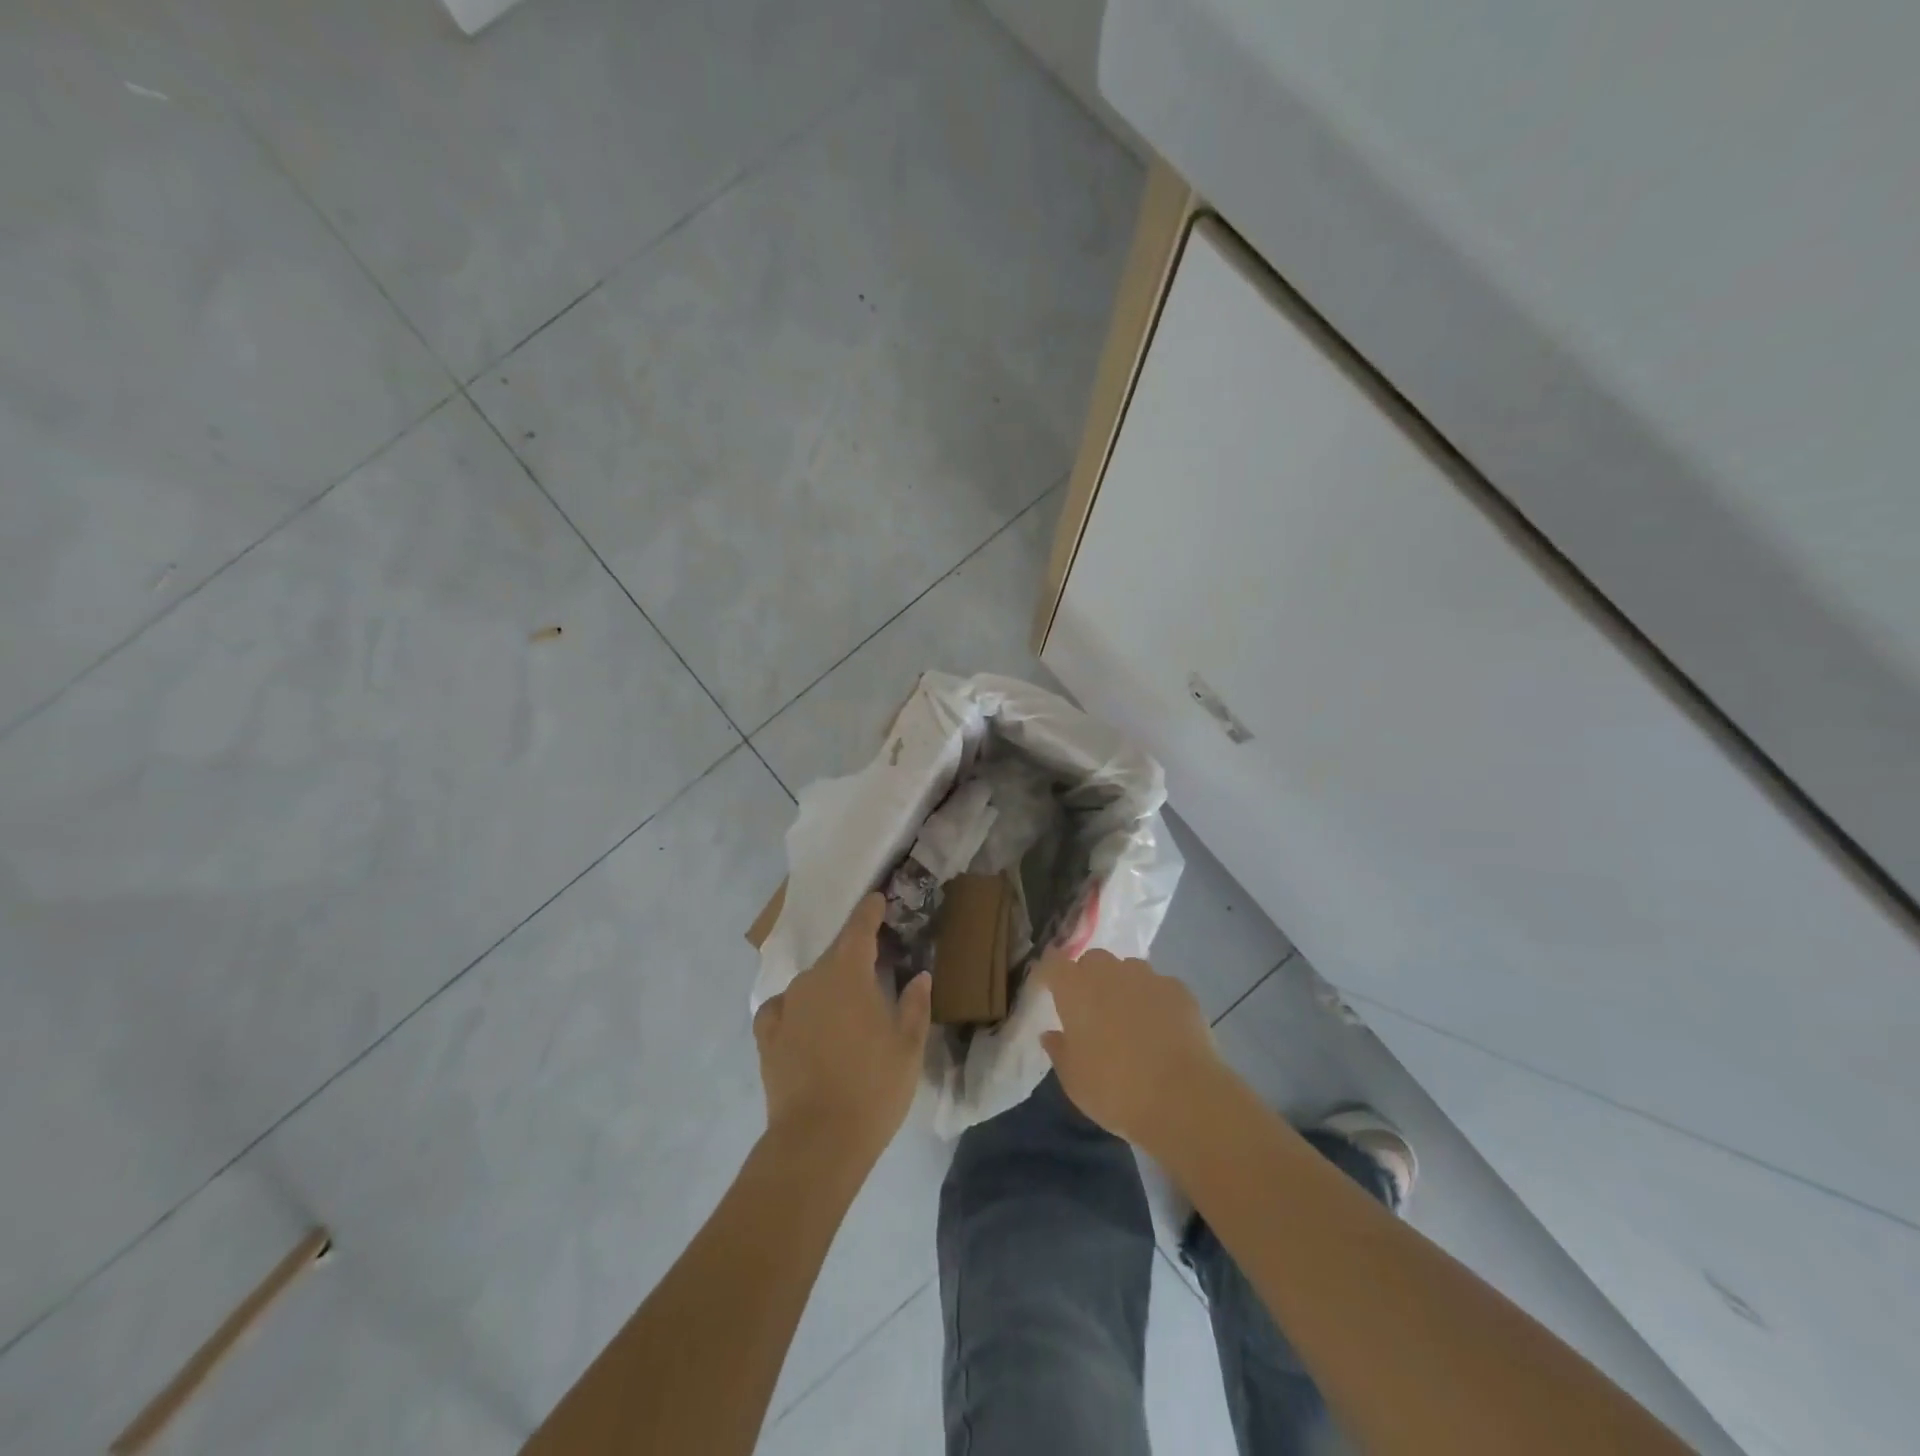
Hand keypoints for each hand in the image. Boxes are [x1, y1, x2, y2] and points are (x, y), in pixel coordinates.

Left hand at [753, 894, 931, 1160]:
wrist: (818, 1141)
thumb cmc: (873, 1087)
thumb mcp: (908, 1046)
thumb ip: (915, 1004)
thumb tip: (919, 976)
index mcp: (848, 973)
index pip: (860, 928)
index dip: (870, 911)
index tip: (877, 899)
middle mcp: (812, 979)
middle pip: (836, 956)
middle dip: (854, 958)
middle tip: (875, 971)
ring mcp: (785, 1006)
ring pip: (811, 984)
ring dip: (828, 988)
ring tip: (846, 1011)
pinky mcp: (766, 1036)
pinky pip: (783, 1009)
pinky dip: (796, 1010)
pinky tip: (804, 1024)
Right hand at [1036, 948, 1223, 1150]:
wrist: (1183, 1098)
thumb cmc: (1115, 1090)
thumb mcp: (1074, 1080)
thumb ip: (1059, 1050)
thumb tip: (1051, 1034)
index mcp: (1075, 989)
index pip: (1053, 963)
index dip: (1049, 974)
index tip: (1048, 989)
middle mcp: (1109, 972)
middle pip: (1092, 960)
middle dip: (1088, 978)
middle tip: (1092, 1010)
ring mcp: (1147, 977)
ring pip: (1128, 969)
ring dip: (1123, 986)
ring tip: (1131, 1019)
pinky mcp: (1179, 989)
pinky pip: (1159, 986)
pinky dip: (1155, 1000)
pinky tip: (1163, 1029)